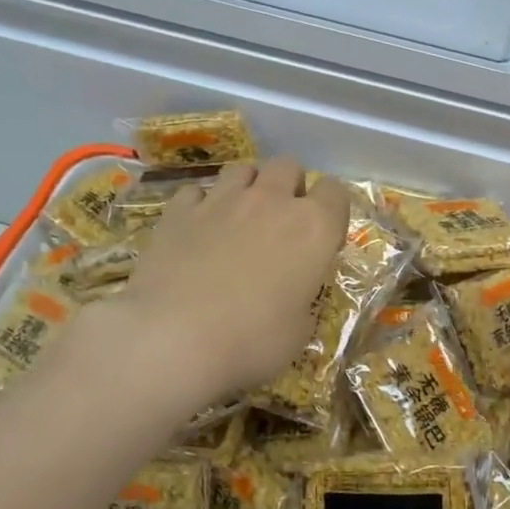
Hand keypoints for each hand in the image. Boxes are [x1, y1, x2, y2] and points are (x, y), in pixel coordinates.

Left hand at [119, 158, 350, 403]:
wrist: (173, 338)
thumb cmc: (252, 341)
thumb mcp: (299, 331)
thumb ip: (304, 299)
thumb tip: (295, 294)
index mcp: (314, 228)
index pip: (336, 192)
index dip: (331, 211)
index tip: (323, 237)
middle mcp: (272, 201)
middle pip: (288, 167)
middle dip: (289, 187)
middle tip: (282, 223)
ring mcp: (222, 200)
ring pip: (243, 169)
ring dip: (248, 187)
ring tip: (240, 218)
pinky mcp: (179, 210)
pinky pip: (197, 191)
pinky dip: (202, 204)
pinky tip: (198, 229)